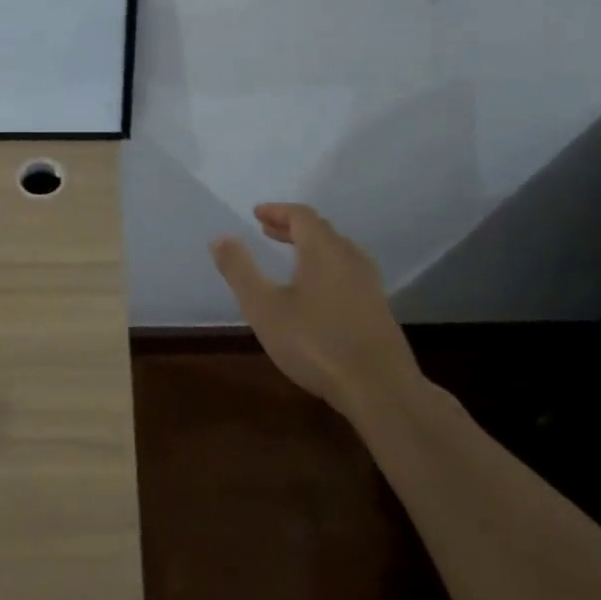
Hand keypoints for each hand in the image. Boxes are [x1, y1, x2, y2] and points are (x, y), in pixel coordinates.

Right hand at [209, 204, 415, 415]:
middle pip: (321, 230)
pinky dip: (326, 266)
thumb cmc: (315, 343)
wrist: (380, 389)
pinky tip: (317, 292)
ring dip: (310, 247)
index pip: (301, 215)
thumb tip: (220, 237)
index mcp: (324, 249)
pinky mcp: (378, 308)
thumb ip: (240, 270)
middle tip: (267, 231)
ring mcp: (369, 283)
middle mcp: (350, 257)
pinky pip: (347, 271)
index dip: (277, 211)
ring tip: (290, 258)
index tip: (256, 214)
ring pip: (337, 251)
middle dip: (292, 227)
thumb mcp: (264, 308)